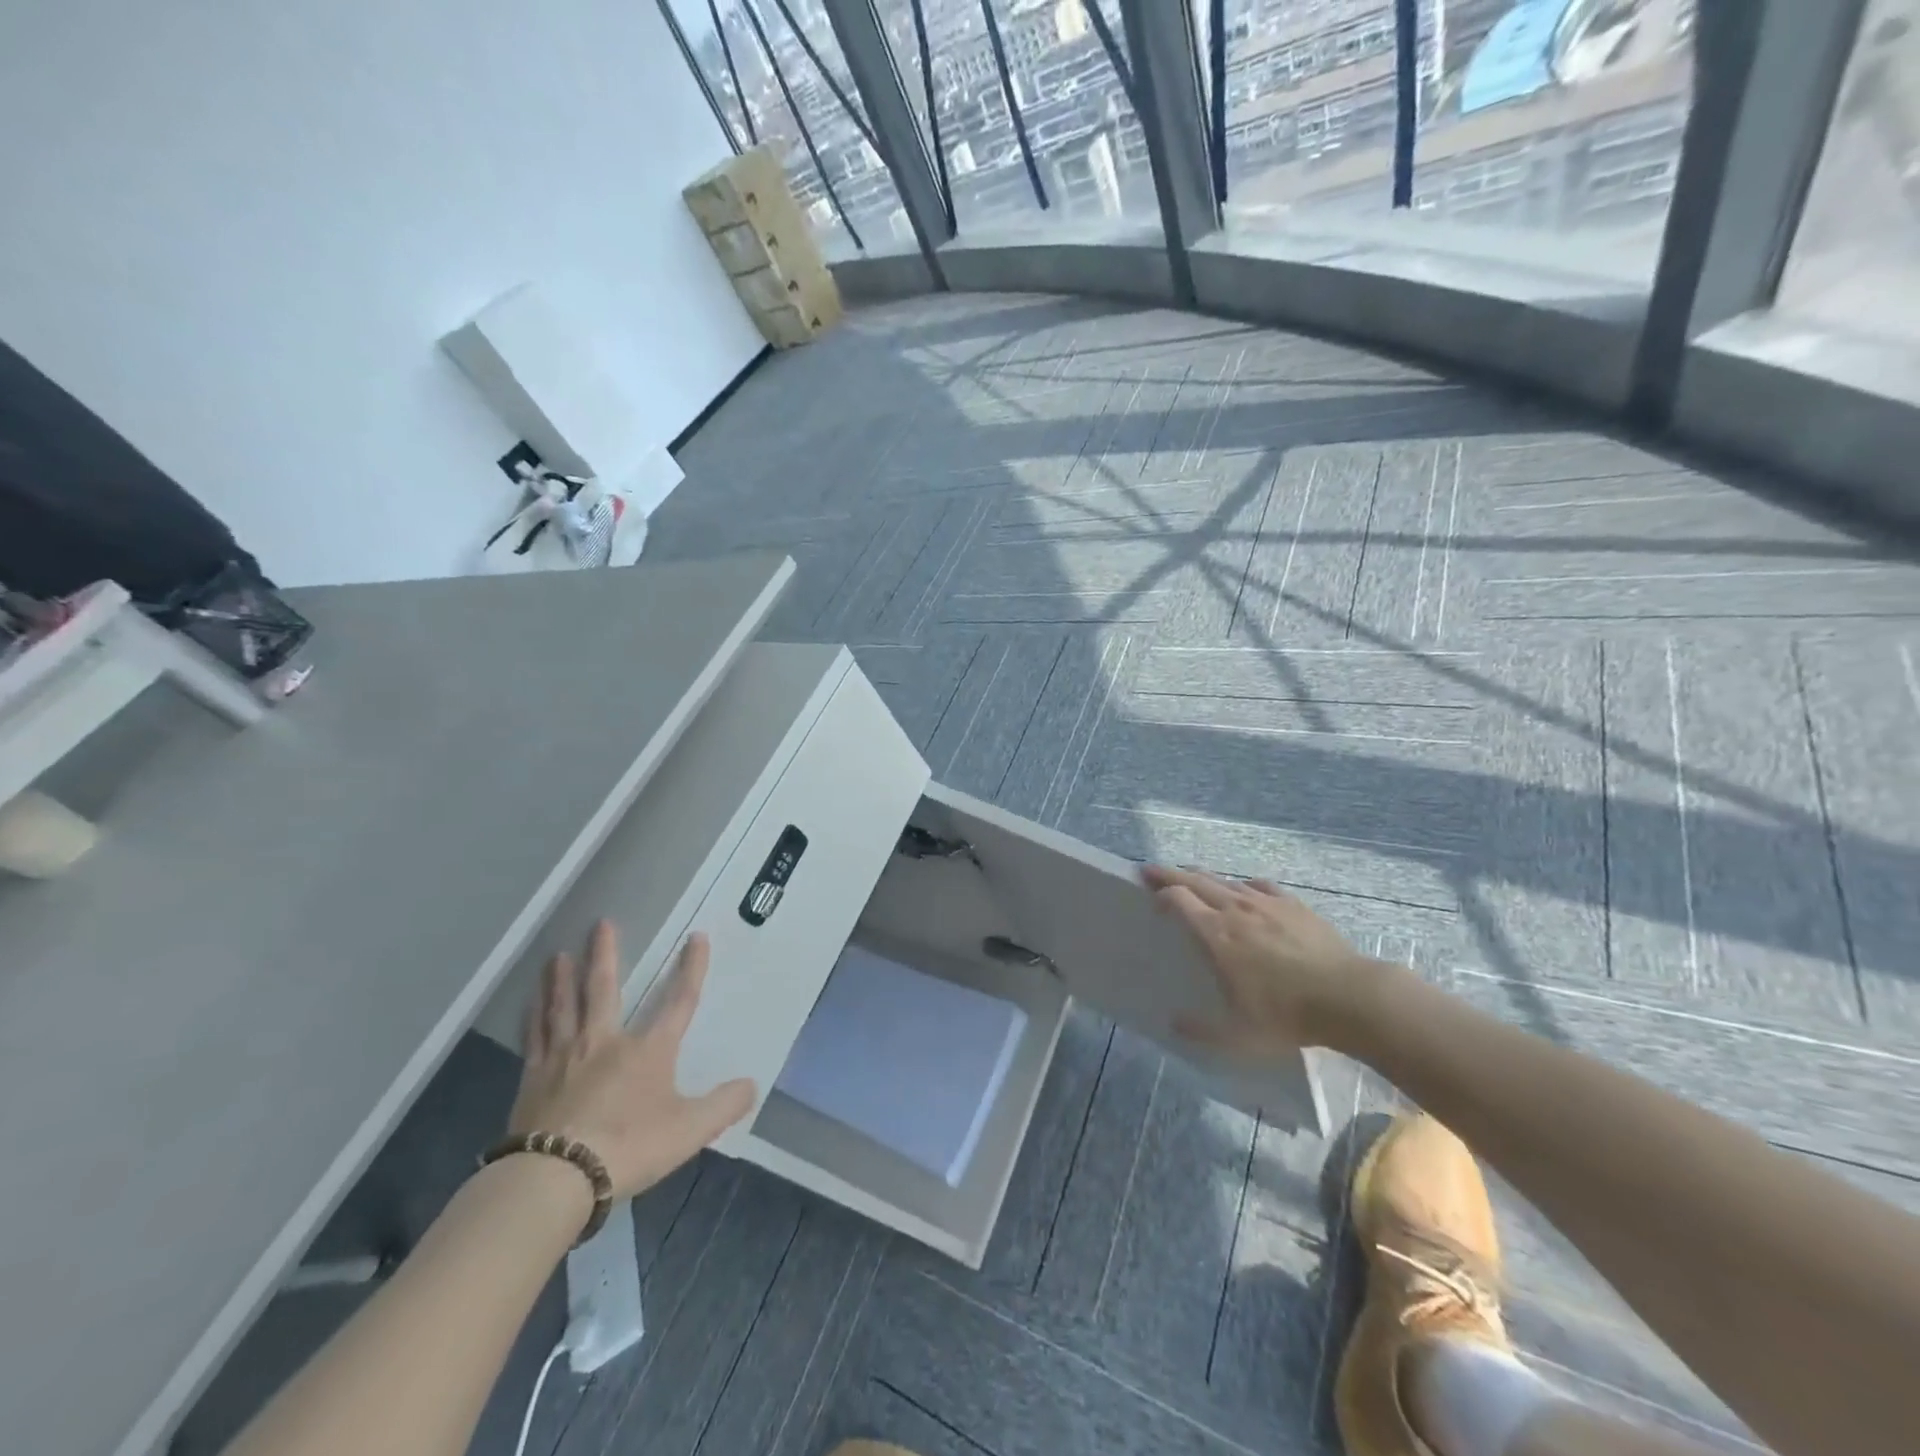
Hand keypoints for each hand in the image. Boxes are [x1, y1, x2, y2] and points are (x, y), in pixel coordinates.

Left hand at [508, 921, 755, 1199]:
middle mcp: (605, 1042)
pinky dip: (533, 1017)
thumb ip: (723, 1106)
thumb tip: (751, 1085)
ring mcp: (564, 1058)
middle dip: (605, 955)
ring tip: (557, 955)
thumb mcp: (689, 1131)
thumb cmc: (628, 1147)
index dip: (691, 969)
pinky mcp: (532, 1080)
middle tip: (601, 924)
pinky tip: (529, 1005)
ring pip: (563, 1006)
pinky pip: (534, 1038)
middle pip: (604, 989)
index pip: (679, 1001)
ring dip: (562, 978)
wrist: (555, 1178)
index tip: (697, 937)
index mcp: (648, 1050)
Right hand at [1144, 866, 1385, 1053]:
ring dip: (1203, 876)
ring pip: (1226, 880)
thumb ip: (1202, 1030)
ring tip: (1193, 878)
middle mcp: (1235, 909)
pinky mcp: (1294, 904)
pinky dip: (1243, 885)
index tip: (1149, 894)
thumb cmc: (1286, 1014)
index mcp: (1216, 934)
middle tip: (1151, 870)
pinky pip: (1259, 885)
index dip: (1160, 893)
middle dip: (1170, 873)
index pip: (1178, 899)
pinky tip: (1246, 890)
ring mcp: (1266, 903)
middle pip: (1195, 880)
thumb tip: (1174, 1024)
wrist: (1349, 997)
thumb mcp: (1238, 1035)